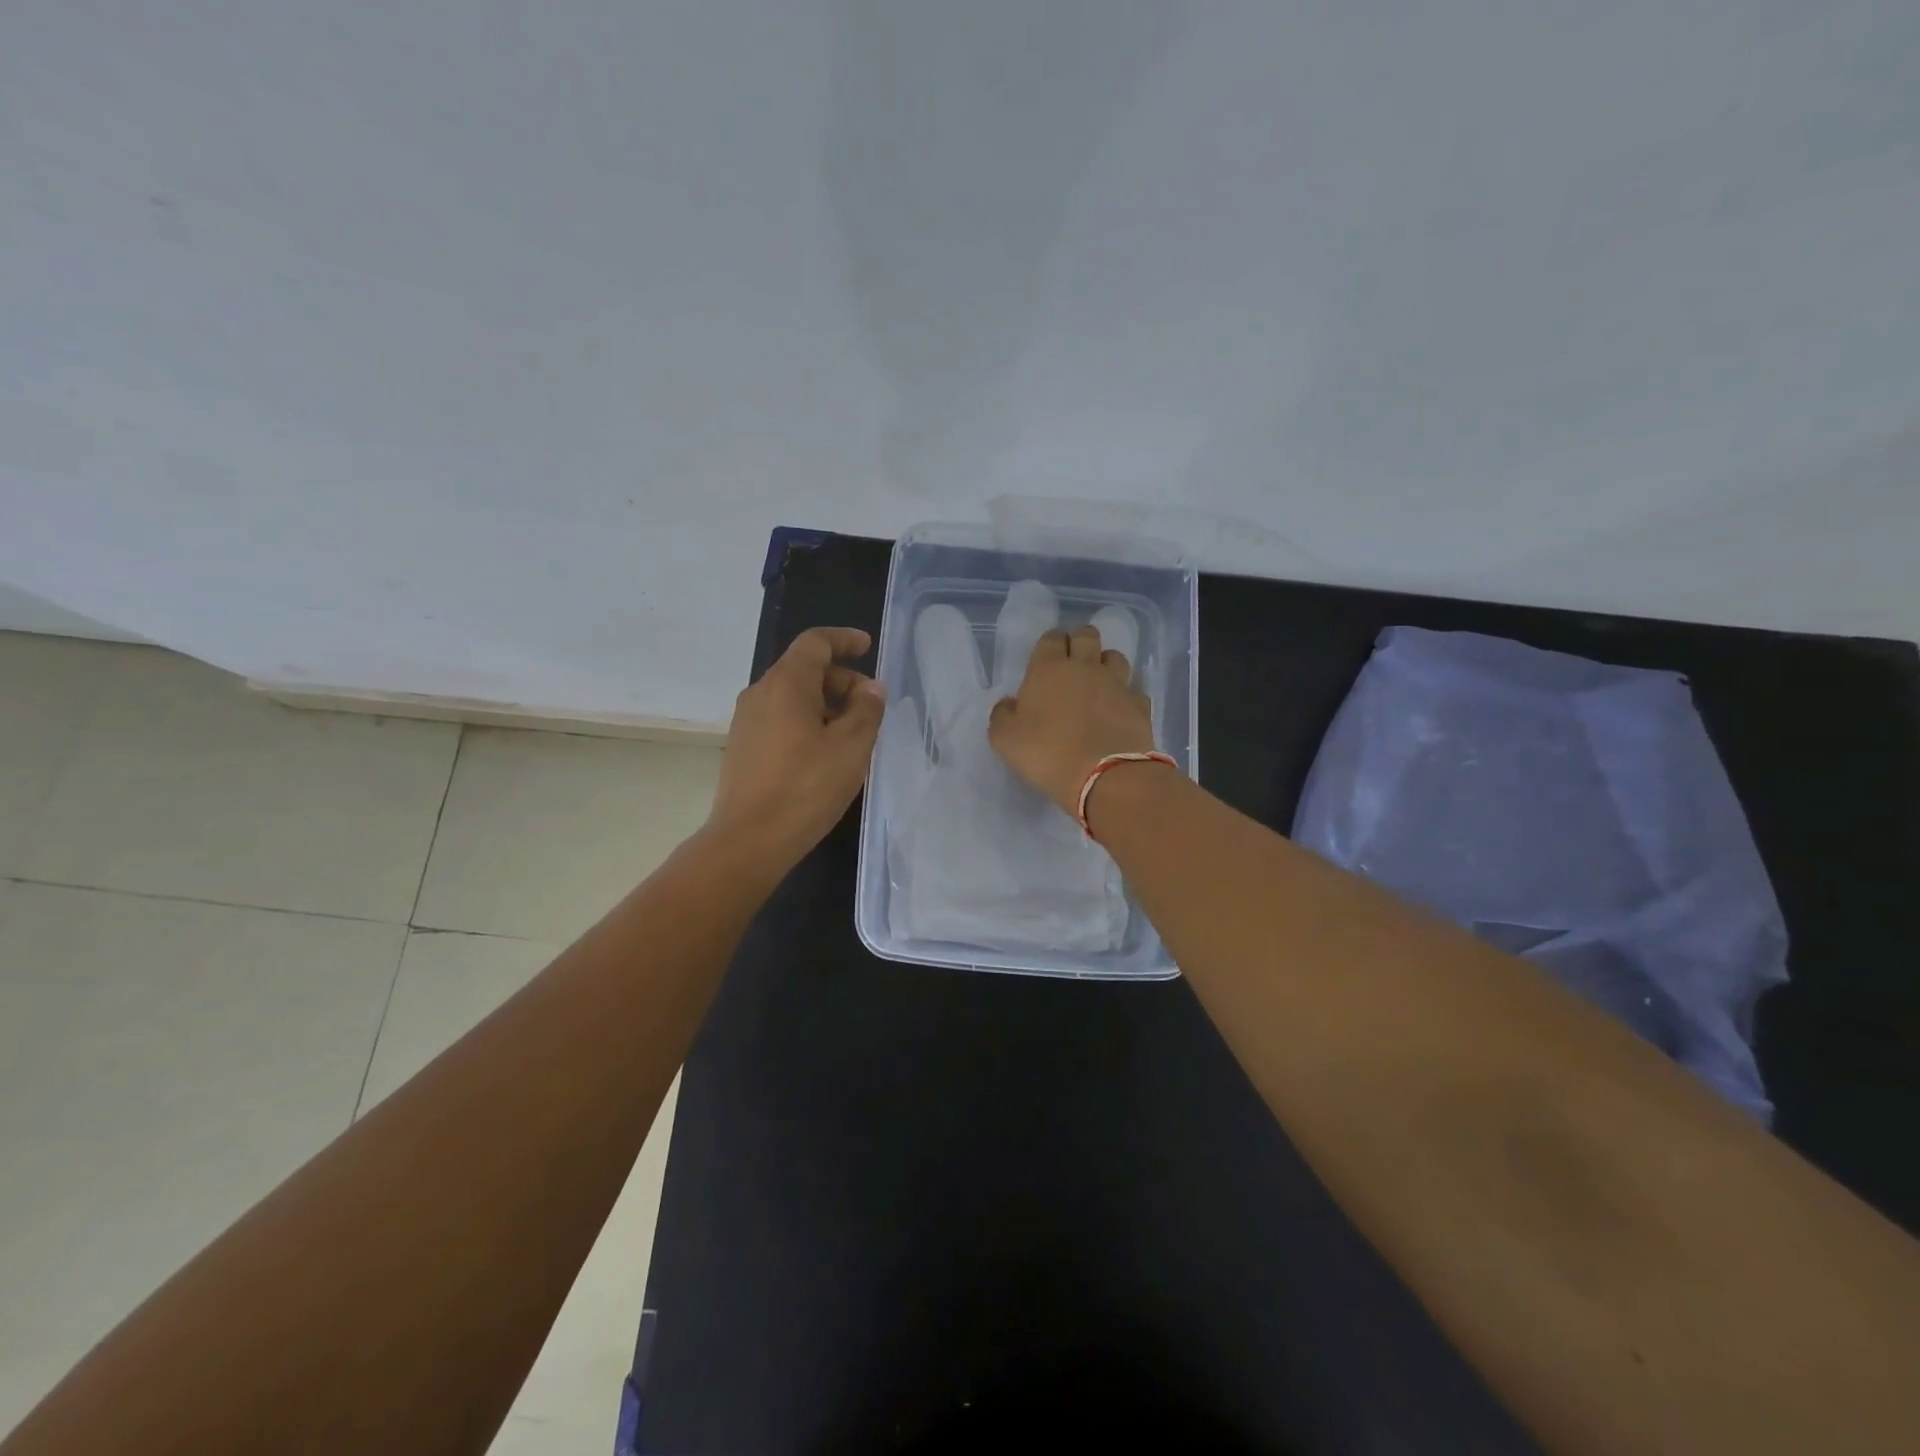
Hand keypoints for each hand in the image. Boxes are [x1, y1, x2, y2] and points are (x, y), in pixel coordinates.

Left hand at [708, 626, 885, 866]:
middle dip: (841, 679)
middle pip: (804, 669)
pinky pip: (781, 719)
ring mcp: (747, 722)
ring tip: (854, 732)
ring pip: (792, 697)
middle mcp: (760, 693)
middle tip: (871, 705)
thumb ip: (866, 710)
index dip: (843, 639)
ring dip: (826, 704)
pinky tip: (826, 753)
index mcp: (786, 683)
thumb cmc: (806, 787)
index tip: (867, 646)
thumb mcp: (851, 747)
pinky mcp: (744, 748)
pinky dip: (808, 721)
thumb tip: (870, 688)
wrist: (749, 840)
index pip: (815, 643)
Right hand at [989, 625, 1155, 815]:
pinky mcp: (1140, 705)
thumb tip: (1009, 704)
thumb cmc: (1048, 754)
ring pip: (1115, 656)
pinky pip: (1134, 691)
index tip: (1046, 658)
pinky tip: (1119, 710)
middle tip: (1072, 661)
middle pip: (1087, 635)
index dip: (1049, 643)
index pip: (1051, 637)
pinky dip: (1126, 696)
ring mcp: (1117, 684)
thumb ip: (1002, 715)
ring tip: (1098, 682)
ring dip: (1105, 663)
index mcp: (1049, 669)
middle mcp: (1085, 667)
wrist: (1105, 776)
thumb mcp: (1005, 739)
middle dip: (1079, 641)